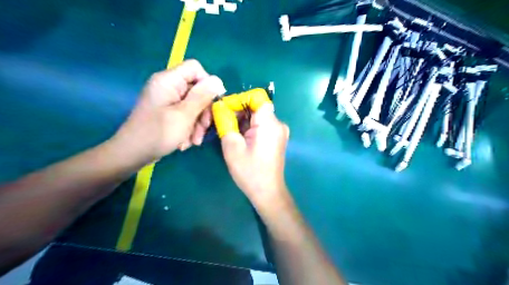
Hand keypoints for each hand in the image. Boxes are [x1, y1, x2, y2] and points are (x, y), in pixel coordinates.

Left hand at [113, 60, 223, 164]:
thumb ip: (202, 96)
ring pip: (194, 105)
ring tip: (194, 141)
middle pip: (197, 90)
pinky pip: (186, 114)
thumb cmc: (157, 134)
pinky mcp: (168, 112)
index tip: (214, 104)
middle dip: (203, 111)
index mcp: (168, 80)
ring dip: (198, 124)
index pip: (195, 69)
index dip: (207, 84)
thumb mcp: (184, 115)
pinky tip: (186, 141)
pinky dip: (190, 128)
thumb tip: (218, 80)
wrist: (132, 154)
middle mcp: (168, 86)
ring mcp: (168, 100)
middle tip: (204, 129)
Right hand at [220, 105, 287, 203]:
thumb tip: (220, 107)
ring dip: (242, 120)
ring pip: (258, 116)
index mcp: (269, 123)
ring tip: (229, 132)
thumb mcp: (232, 146)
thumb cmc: (250, 172)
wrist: (267, 192)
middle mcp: (278, 123)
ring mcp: (279, 131)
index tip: (225, 110)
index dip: (239, 100)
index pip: (256, 97)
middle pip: (256, 106)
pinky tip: (239, 138)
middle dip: (238, 111)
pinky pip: (261, 125)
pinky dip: (249, 127)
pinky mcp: (277, 138)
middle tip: (222, 123)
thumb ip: (225, 123)